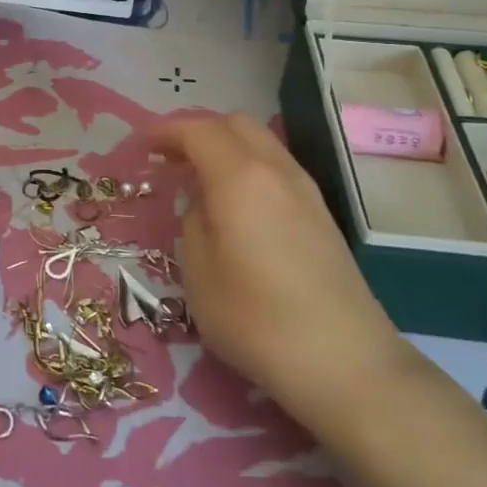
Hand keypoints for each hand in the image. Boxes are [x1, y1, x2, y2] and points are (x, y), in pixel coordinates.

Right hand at [152, 114, 405, 408]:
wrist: (345, 362)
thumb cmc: (256, 319)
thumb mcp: (199, 273)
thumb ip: (194, 223)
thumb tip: (204, 204)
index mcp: (240, 177)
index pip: (198, 130)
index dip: (165, 132)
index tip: (141, 146)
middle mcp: (277, 170)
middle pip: (235, 124)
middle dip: (197, 130)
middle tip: (169, 158)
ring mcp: (306, 191)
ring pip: (261, 143)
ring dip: (225, 148)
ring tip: (198, 179)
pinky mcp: (321, 214)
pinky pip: (276, 168)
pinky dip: (247, 168)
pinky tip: (234, 204)